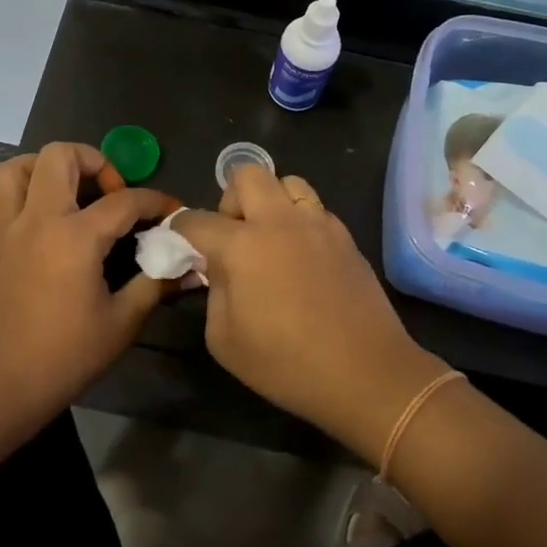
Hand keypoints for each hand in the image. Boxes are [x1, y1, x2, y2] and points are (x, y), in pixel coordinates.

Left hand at [0, 144, 179, 415]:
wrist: (0, 387)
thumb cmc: (66, 356)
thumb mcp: (123, 322)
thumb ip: (154, 283)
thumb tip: (182, 263)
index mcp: (75, 236)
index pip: (124, 201)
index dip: (155, 201)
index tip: (170, 210)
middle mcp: (36, 219)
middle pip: (59, 155)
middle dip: (94, 161)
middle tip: (109, 193)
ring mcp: (2, 230)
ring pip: (12, 169)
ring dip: (42, 170)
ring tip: (64, 193)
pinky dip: (2, 200)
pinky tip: (22, 218)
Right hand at [174, 166, 449, 461]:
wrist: (365, 372)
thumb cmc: (286, 364)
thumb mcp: (224, 339)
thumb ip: (214, 291)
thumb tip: (218, 268)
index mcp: (242, 246)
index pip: (196, 220)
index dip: (181, 230)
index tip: (181, 244)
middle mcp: (279, 221)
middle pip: (246, 174)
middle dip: (230, 199)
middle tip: (233, 236)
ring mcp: (318, 223)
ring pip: (287, 182)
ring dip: (270, 201)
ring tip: (271, 238)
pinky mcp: (345, 236)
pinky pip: (315, 208)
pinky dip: (300, 220)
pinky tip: (301, 256)